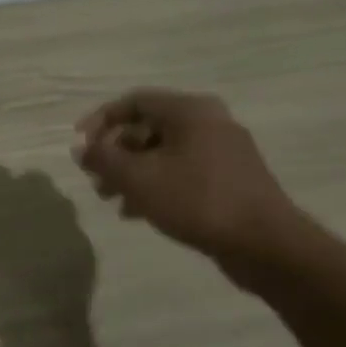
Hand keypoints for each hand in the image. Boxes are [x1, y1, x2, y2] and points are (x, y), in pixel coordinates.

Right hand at [72, 90, 300, 260]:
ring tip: (111, 200)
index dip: (100, 121)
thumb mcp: (138, 179)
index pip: (133, 102)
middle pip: (147, 128)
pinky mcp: (230, 178)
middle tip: (95, 179)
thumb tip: (81, 148)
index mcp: (190, 110)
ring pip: (162, 153)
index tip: (80, 146)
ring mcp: (223, 150)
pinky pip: (181, 171)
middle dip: (115, 153)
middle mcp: (208, 122)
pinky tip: (138, 212)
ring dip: (131, 173)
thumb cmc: (197, 200)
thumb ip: (103, 159)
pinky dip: (155, 184)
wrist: (265, 244)